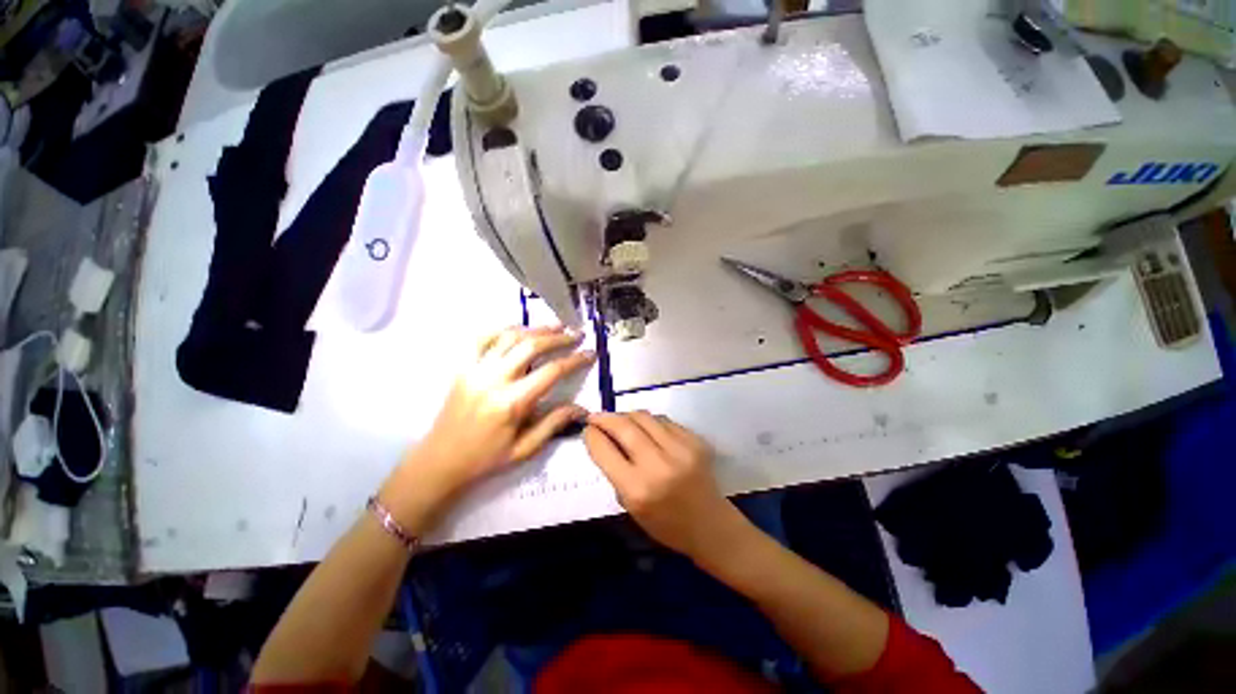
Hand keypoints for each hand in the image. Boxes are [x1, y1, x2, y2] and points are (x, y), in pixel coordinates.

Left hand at [382, 325, 595, 526]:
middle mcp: (493, 380)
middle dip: (558, 337)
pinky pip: (482, 338)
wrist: (440, 461)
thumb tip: (582, 409)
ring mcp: (474, 370)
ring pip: (509, 336)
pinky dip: (503, 329)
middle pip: (531, 346)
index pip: (551, 372)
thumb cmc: (486, 458)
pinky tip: (519, 329)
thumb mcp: (525, 449)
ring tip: (555, 326)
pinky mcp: (462, 367)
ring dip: (535, 328)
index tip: (590, 353)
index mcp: (511, 403)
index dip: (574, 360)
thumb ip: (554, 424)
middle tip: (576, 334)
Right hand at [584, 412, 742, 560]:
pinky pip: (664, 421)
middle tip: (596, 417)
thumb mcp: (631, 506)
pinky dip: (650, 422)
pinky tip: (647, 430)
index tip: (587, 429)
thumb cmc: (665, 524)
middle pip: (624, 426)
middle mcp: (659, 465)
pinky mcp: (695, 440)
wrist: (710, 525)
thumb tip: (603, 440)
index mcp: (638, 489)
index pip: (605, 450)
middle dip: (605, 418)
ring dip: (627, 416)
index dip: (592, 435)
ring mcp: (681, 449)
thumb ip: (615, 472)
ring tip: (620, 421)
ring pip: (644, 417)